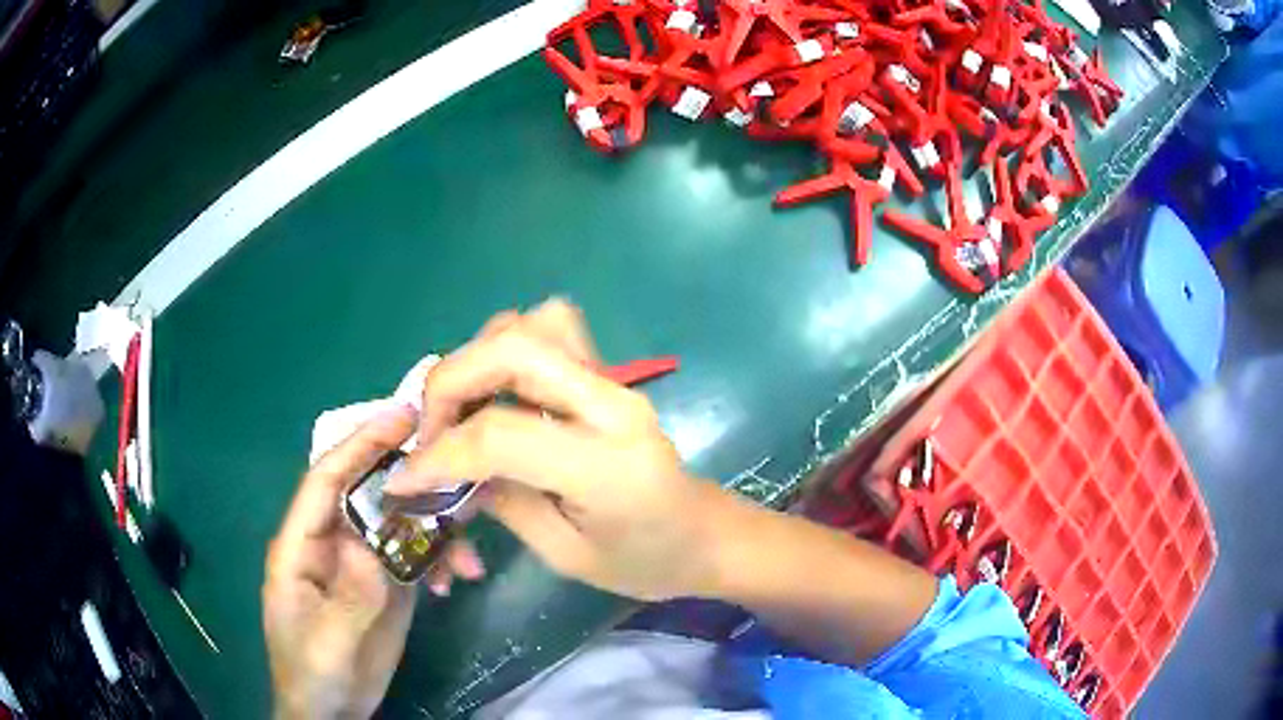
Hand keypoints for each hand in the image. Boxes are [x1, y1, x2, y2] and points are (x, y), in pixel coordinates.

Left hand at [263, 406, 483, 718]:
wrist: (332, 713)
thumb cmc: (312, 675)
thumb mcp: (326, 643)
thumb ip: (347, 597)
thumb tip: (371, 546)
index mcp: (301, 545)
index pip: (325, 481)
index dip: (359, 444)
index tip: (402, 417)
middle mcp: (332, 543)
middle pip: (368, 492)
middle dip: (410, 478)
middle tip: (457, 466)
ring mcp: (362, 564)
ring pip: (400, 524)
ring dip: (436, 530)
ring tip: (468, 558)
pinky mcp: (387, 585)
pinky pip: (416, 556)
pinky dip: (441, 559)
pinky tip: (457, 581)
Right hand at [385, 299, 733, 601]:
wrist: (707, 536)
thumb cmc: (646, 563)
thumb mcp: (566, 555)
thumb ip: (503, 501)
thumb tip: (446, 468)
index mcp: (607, 466)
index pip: (500, 434)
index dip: (438, 454)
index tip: (403, 480)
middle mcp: (612, 404)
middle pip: (513, 347)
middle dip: (449, 384)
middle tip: (431, 435)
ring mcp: (614, 381)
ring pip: (531, 324)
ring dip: (477, 360)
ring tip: (461, 413)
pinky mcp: (608, 376)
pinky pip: (549, 333)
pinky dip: (506, 352)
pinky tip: (496, 396)